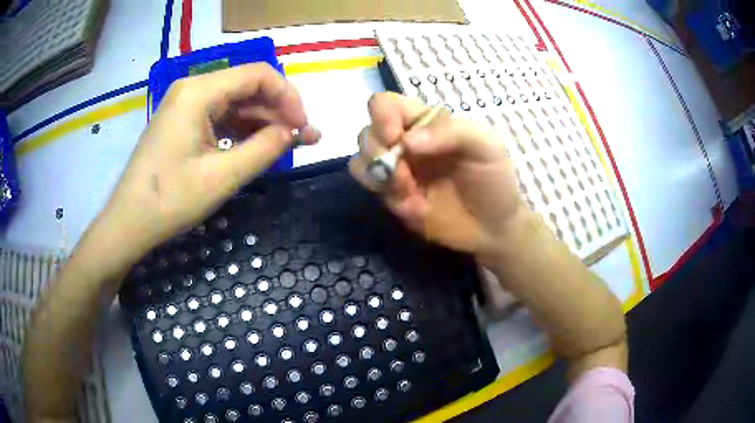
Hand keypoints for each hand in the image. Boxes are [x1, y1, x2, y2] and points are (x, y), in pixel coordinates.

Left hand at [103, 63, 319, 248]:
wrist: (129, 222)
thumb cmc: (170, 200)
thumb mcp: (222, 176)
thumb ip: (265, 149)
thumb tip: (295, 131)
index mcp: (199, 91)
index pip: (258, 75)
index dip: (288, 97)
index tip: (303, 127)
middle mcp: (193, 89)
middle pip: (248, 86)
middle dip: (279, 111)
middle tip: (303, 139)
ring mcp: (186, 105)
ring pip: (236, 103)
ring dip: (263, 122)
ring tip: (289, 145)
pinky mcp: (183, 122)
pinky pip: (221, 117)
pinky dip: (243, 131)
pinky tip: (258, 147)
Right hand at [350, 93, 523, 259]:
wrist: (492, 226)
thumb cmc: (493, 179)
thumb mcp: (485, 146)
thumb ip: (451, 132)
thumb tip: (406, 141)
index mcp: (425, 121)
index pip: (386, 104)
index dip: (382, 116)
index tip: (395, 137)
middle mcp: (404, 141)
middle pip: (366, 133)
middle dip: (378, 152)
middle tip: (405, 174)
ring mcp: (396, 170)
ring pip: (360, 161)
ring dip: (378, 176)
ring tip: (408, 192)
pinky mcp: (392, 196)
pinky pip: (370, 189)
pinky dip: (387, 196)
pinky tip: (414, 207)